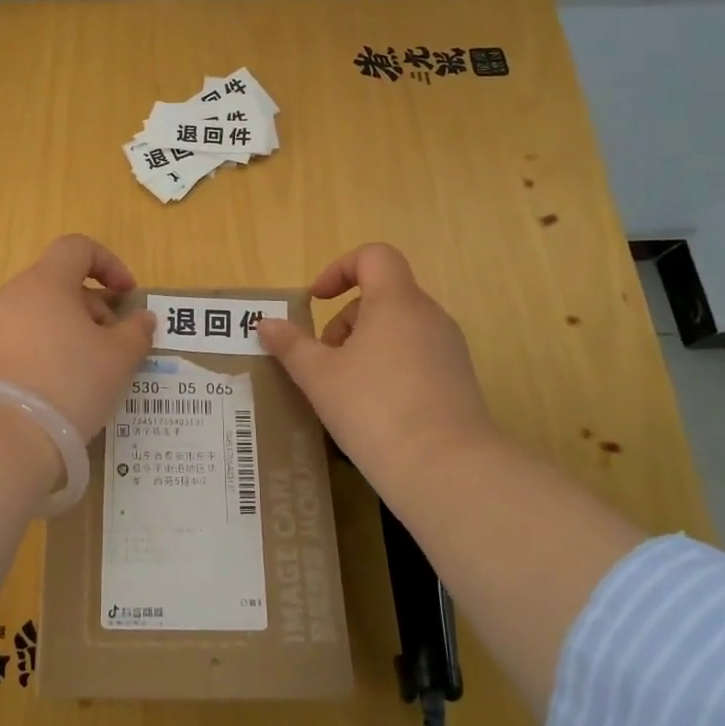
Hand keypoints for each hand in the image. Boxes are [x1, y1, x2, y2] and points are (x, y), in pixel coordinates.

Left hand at [0, 234, 158, 439]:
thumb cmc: (68, 384)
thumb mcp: (118, 360)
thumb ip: (136, 332)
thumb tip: (142, 318)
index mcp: (45, 283)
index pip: (77, 248)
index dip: (109, 264)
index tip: (127, 296)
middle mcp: (10, 296)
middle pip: (57, 285)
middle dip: (91, 309)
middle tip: (111, 347)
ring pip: (35, 316)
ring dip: (65, 333)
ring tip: (83, 373)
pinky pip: (14, 344)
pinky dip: (38, 354)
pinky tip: (50, 391)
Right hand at [258, 244, 500, 493]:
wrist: (446, 469)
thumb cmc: (374, 409)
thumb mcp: (319, 376)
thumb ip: (291, 345)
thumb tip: (266, 323)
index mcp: (397, 302)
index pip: (374, 256)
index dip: (340, 269)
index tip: (316, 301)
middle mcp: (429, 316)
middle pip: (383, 295)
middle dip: (345, 320)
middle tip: (323, 358)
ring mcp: (449, 349)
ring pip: (399, 328)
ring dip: (365, 345)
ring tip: (344, 388)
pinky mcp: (458, 380)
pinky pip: (416, 356)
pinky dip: (389, 367)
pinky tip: (373, 409)